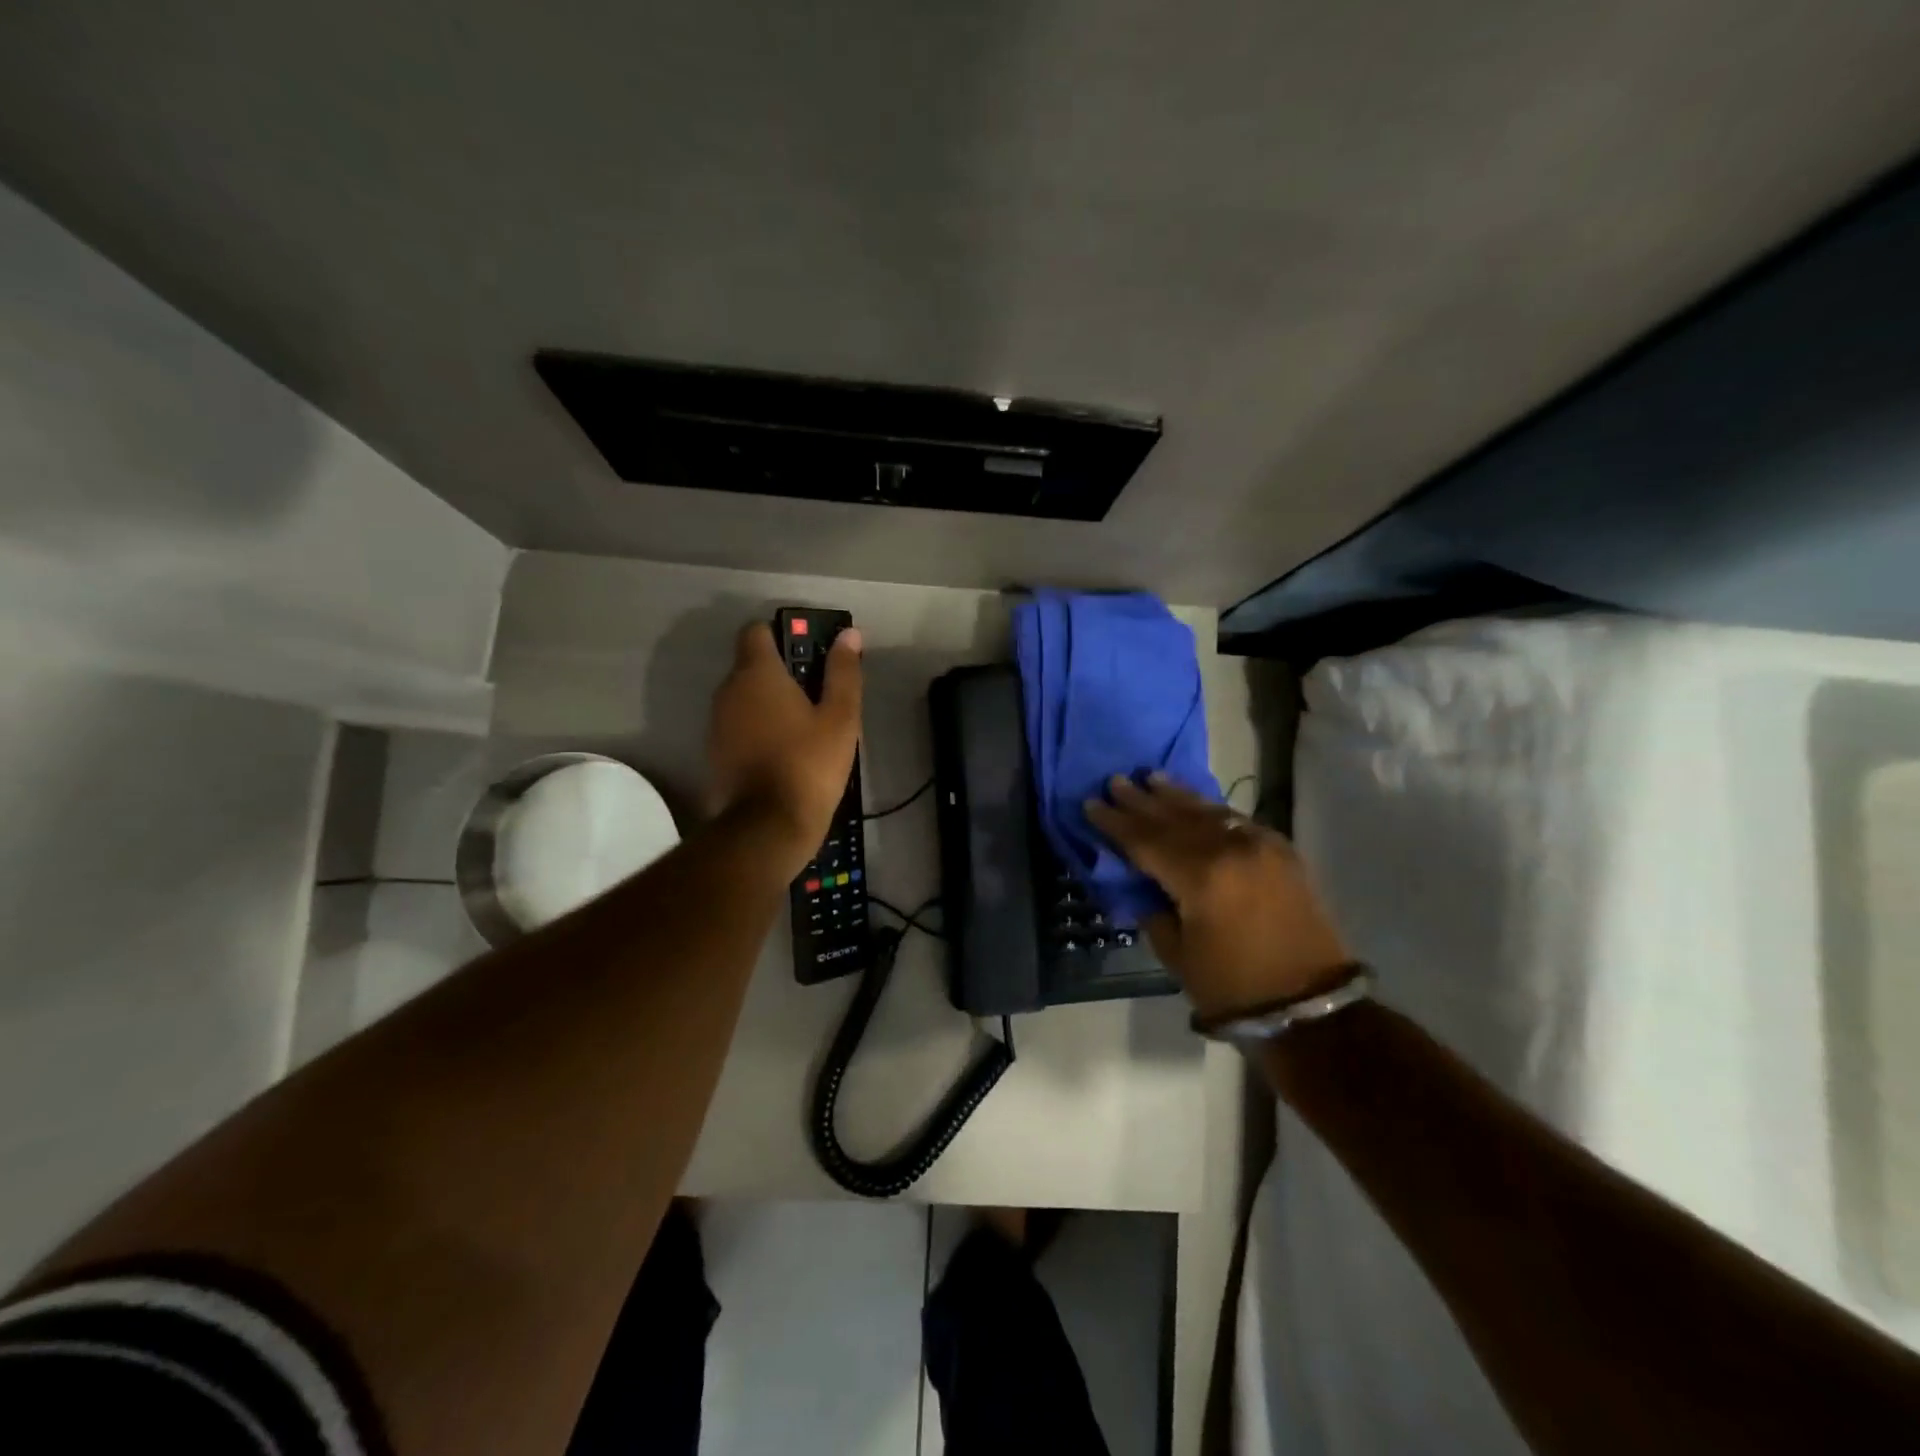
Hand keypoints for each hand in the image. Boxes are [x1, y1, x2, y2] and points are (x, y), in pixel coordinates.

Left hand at [707, 622, 862, 874]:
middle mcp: (728, 690)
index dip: (782, 635)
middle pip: (751, 665)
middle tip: (818, 695)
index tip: (809, 654)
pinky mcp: (714, 753)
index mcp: (757, 673)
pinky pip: (738, 726)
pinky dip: (758, 729)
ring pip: (744, 698)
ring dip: (769, 703)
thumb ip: (843, 673)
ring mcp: (717, 723)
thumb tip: (848, 634)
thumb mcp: (840, 718)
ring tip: (805, 728)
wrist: (766, 827)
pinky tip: (784, 752)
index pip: (756, 631)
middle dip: (781, 672)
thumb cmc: (809, 765)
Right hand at [1086, 774, 1353, 1019]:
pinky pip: (1235, 820)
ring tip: (1151, 777)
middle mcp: (1229, 849)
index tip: (1090, 803)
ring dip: (1176, 795)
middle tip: (1115, 781)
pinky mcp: (1281, 851)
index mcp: (1200, 876)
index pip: (1145, 840)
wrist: (1308, 1007)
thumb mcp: (1176, 952)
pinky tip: (1194, 801)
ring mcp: (1259, 845)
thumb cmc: (1231, 986)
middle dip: (1141, 801)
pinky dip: (1209, 809)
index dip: (1115, 823)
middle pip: (1174, 818)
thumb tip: (1141, 880)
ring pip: (1207, 811)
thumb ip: (1153, 907)